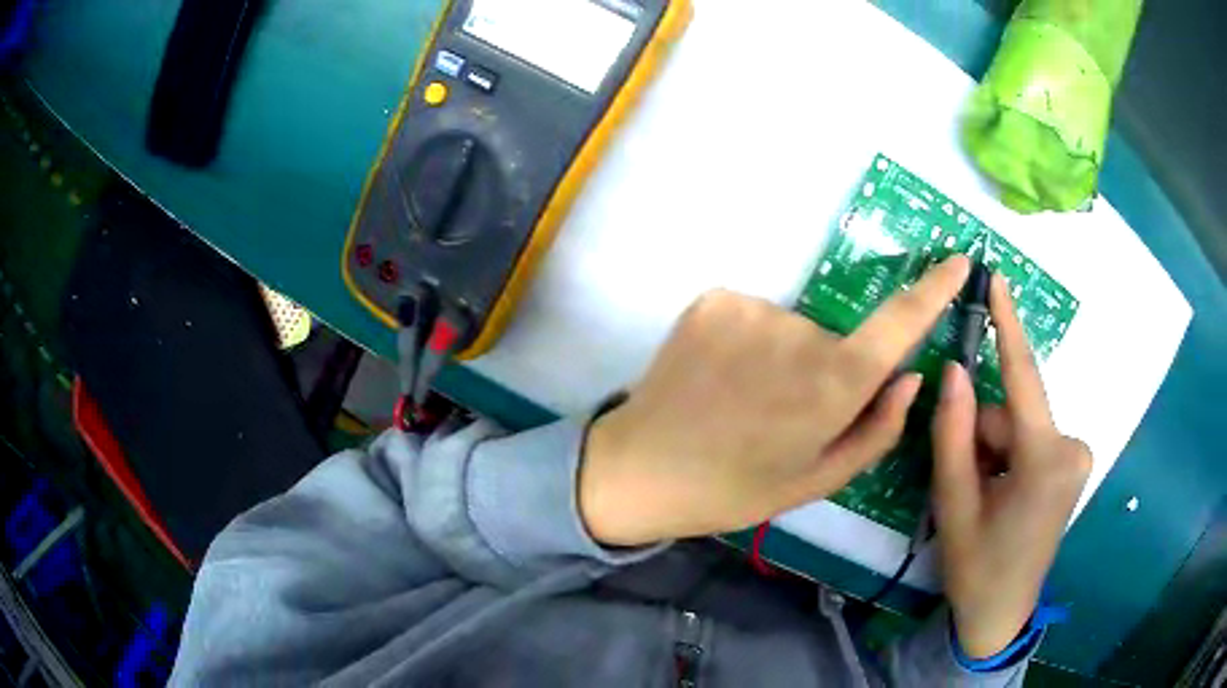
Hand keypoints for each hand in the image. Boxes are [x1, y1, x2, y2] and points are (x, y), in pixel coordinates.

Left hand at [579, 256, 971, 546]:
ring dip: (781, 358)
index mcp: (832, 385)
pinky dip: (748, 342)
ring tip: (741, 400)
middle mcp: (798, 333)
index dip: (933, 290)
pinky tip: (717, 377)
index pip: (899, 323)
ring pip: (792, 329)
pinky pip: (754, 316)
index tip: (958, 262)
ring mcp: (751, 309)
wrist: (639, 470)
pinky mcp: (713, 299)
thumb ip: (878, 429)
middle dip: (825, 371)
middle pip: (836, 340)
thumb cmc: (734, 489)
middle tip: (781, 414)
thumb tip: (911, 376)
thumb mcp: (817, 481)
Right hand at [932, 274, 1091, 658]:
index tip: (998, 276)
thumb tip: (954, 371)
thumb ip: (953, 433)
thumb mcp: (954, 504)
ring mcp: (1077, 456)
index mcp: (1046, 461)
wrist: (1001, 613)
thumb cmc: (977, 567)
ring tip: (980, 495)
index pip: (1024, 378)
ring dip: (992, 449)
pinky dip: (1008, 454)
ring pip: (1019, 427)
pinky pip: (1031, 438)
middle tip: (964, 482)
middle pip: (1013, 413)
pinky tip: (999, 492)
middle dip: (982, 435)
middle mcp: (1072, 447)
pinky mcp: (1072, 463)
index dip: (1009, 325)